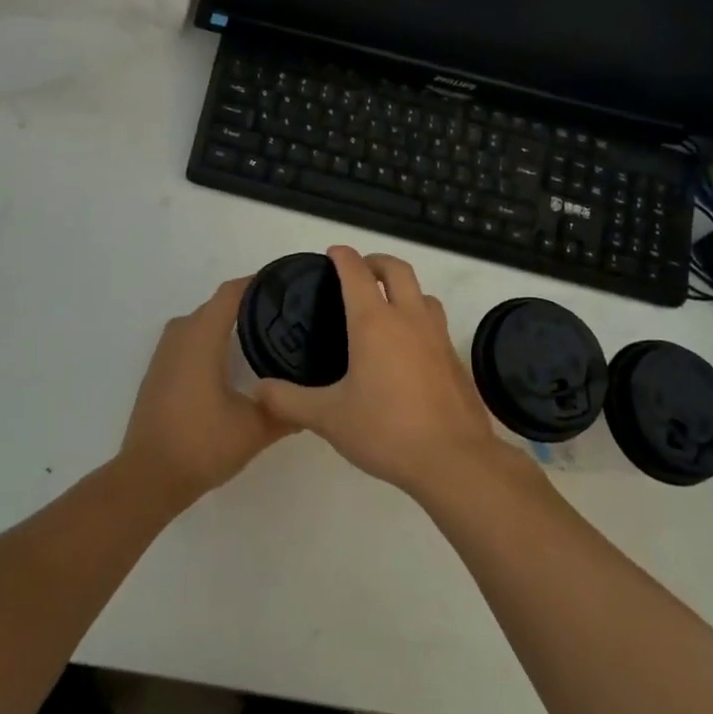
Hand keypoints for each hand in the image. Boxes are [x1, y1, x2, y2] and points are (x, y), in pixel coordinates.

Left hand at [118, 277, 296, 510]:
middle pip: (218, 305)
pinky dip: (212, 339)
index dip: (259, 283)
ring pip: (202, 322)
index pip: (232, 293)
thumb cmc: (201, 444)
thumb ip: (288, 410)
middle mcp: (180, 335)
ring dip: (228, 322)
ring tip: (265, 334)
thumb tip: (316, 400)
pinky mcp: (159, 372)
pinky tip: (233, 361)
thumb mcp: (255, 429)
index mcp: (201, 337)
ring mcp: (165, 353)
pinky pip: (190, 339)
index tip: (289, 286)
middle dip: (250, 304)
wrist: (148, 478)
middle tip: (287, 315)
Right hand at [253, 247, 504, 498]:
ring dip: (403, 288)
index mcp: (374, 322)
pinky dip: (419, 318)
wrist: (454, 459)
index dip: (342, 257)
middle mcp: (409, 318)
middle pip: (397, 269)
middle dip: (376, 261)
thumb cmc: (386, 430)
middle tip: (359, 271)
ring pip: (423, 293)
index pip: (356, 272)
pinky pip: (435, 322)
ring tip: (386, 306)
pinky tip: (408, 349)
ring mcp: (438, 336)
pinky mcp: (454, 358)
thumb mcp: (328, 418)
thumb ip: (289, 400)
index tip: (332, 253)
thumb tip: (258, 389)